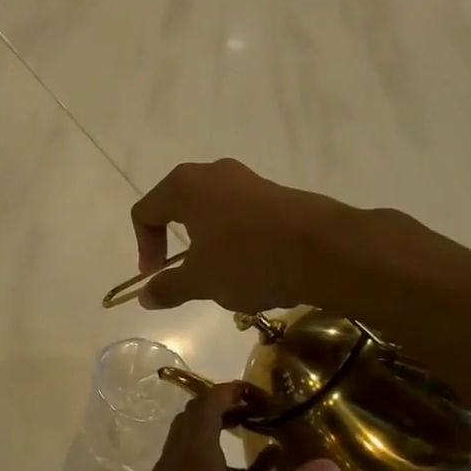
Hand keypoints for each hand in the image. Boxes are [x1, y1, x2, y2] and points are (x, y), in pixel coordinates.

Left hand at [98, 381, 340, 470]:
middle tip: (260, 420)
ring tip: (255, 463)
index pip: (204, 406)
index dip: (228, 392)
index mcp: (194, 461)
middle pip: (191, 423)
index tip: (259, 394)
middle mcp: (171, 466)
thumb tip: (327, 466)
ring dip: (214, 445)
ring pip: (184, 451)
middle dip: (222, 413)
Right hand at [130, 158, 350, 313]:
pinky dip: (234, 240)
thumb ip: (168, 287)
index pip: (145, 212)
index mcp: (185, 186)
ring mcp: (248, 180)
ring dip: (206, 243)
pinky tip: (251, 267)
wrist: (326, 250)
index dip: (144, 248)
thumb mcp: (200, 281)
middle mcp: (213, 173)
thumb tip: (145, 296)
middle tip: (183, 273)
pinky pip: (240, 215)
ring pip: (211, 211)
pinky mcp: (276, 194)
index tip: (157, 276)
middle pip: (177, 207)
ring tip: (220, 275)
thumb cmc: (248, 259)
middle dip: (174, 243)